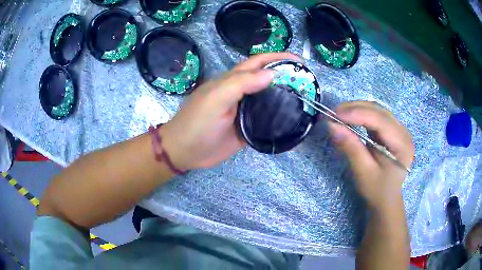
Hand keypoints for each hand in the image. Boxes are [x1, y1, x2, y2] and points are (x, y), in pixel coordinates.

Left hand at [160, 53, 300, 170]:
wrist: (185, 152)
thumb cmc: (197, 123)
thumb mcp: (216, 99)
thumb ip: (241, 84)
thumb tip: (272, 74)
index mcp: (232, 81)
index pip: (258, 63)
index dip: (277, 58)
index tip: (299, 61)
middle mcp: (241, 93)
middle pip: (266, 80)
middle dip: (286, 76)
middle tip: (307, 82)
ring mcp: (245, 111)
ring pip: (268, 99)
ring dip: (285, 96)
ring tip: (305, 99)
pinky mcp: (247, 129)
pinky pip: (266, 120)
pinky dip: (279, 118)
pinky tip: (292, 119)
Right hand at [328, 101, 414, 209]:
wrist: (386, 200)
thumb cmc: (377, 190)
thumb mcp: (363, 172)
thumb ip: (351, 148)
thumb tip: (332, 126)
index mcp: (402, 144)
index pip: (381, 121)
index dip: (358, 114)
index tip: (335, 115)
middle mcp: (404, 132)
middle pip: (380, 111)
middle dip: (356, 109)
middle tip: (334, 113)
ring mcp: (399, 130)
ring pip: (377, 110)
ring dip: (357, 109)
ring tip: (339, 114)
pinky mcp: (392, 131)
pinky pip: (376, 116)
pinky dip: (361, 115)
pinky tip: (350, 118)